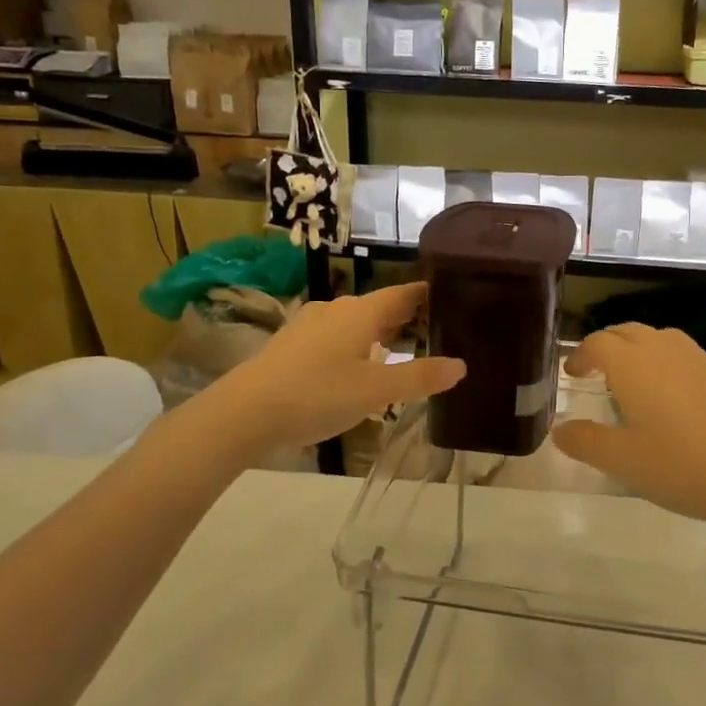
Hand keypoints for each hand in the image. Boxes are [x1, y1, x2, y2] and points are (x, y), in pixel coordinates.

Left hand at [203, 282, 463, 456]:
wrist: (244, 412)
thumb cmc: (317, 394)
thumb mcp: (376, 391)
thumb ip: (419, 377)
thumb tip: (460, 365)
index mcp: (361, 313)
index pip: (402, 293)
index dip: (426, 294)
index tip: (451, 296)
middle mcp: (336, 311)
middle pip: (379, 307)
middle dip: (406, 317)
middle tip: (436, 329)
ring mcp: (309, 326)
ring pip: (355, 323)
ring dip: (379, 333)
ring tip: (402, 349)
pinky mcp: (292, 346)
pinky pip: (335, 337)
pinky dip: (355, 345)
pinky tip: (357, 367)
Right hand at [552, 324, 705, 530]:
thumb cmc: (684, 466)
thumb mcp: (624, 462)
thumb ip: (586, 442)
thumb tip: (559, 430)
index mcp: (633, 365)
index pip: (598, 343)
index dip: (581, 355)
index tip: (573, 373)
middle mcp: (664, 351)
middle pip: (628, 332)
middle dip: (607, 346)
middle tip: (597, 371)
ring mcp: (700, 359)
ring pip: (660, 339)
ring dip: (639, 350)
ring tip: (635, 380)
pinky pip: (686, 356)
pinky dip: (668, 365)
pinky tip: (676, 400)